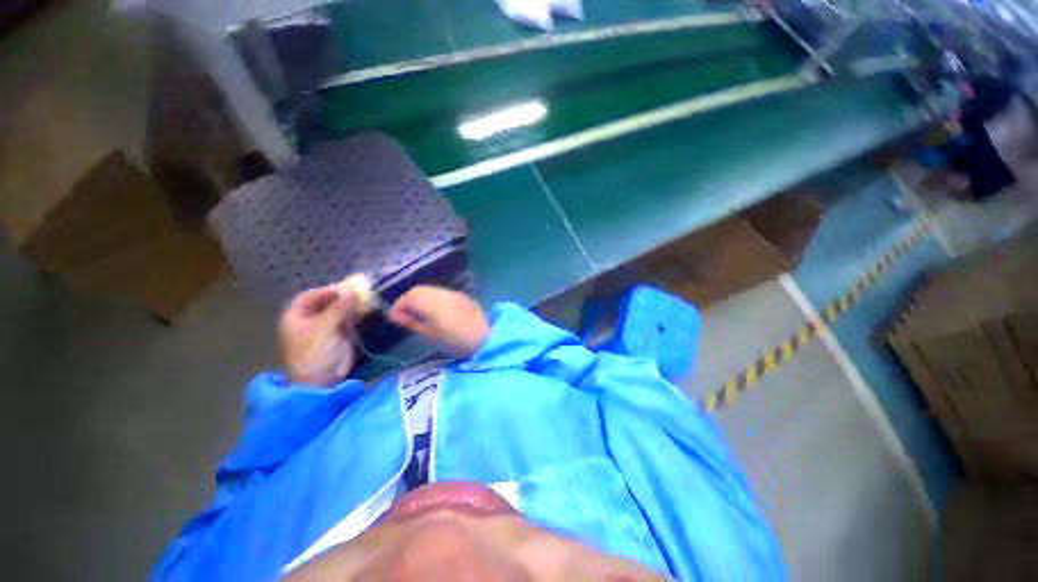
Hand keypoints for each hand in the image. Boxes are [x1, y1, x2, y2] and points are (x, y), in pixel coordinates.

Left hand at [279, 285, 358, 386]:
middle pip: (327, 301)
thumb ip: (337, 308)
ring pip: (340, 309)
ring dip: (353, 305)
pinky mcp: (341, 334)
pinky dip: (358, 314)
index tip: (346, 288)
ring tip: (368, 300)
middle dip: (343, 297)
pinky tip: (368, 310)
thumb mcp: (323, 329)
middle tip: (362, 292)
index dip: (327, 290)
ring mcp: (327, 326)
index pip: (311, 296)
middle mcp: (311, 319)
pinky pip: (349, 319)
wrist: (322, 381)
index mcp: (296, 316)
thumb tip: (351, 290)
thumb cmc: (314, 354)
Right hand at [389, 286, 489, 358]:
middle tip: (403, 315)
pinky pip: (441, 292)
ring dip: (420, 298)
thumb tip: (396, 315)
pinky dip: (432, 298)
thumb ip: (413, 322)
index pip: (410, 296)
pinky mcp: (461, 296)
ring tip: (417, 313)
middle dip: (408, 300)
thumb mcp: (431, 335)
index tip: (394, 317)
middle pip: (419, 289)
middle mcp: (443, 293)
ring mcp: (454, 293)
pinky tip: (433, 310)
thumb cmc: (457, 342)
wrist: (485, 339)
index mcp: (435, 304)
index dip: (399, 305)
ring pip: (430, 289)